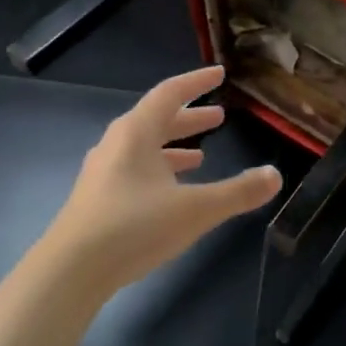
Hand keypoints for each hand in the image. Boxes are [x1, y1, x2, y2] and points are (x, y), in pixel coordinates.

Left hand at [46, 65, 281, 295]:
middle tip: (219, 116)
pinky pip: (135, 170)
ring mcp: (103, 173)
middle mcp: (116, 145)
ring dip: (175, 146)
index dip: (197, 82)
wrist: (70, 271)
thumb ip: (238, 192)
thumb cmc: (134, 227)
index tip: (219, 74)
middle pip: (157, 120)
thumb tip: (276, 176)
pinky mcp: (98, 199)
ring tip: (202, 155)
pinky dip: (159, 170)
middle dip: (190, 117)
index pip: (170, 94)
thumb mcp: (196, 209)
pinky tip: (172, 192)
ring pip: (144, 148)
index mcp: (136, 133)